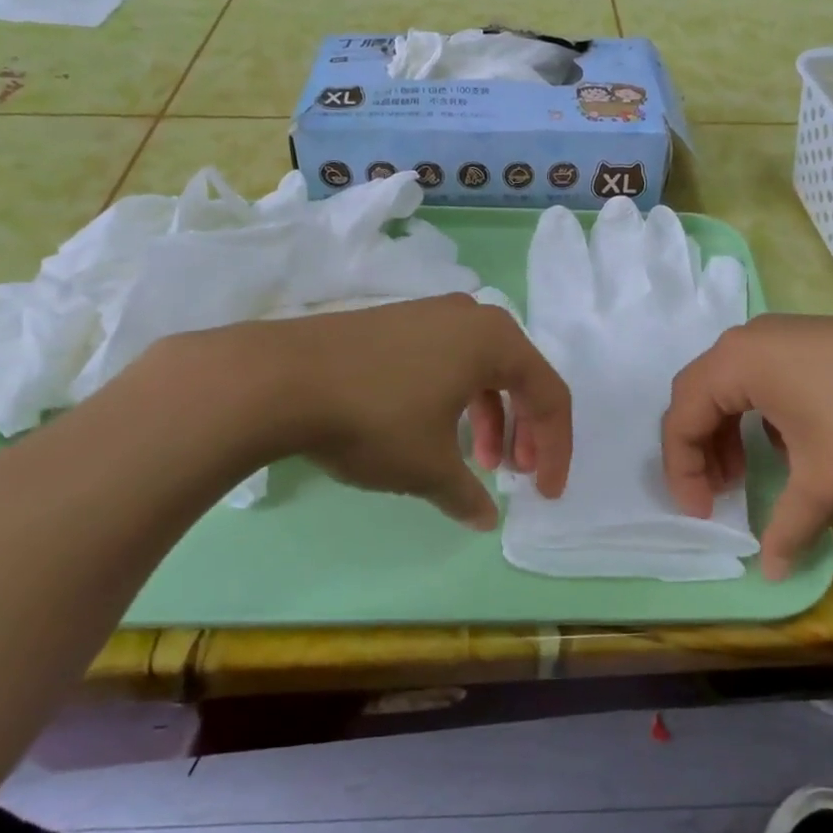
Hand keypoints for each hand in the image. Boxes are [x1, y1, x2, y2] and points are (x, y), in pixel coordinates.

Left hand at [155, 295, 571, 529]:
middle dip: (523, 431)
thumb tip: (485, 518)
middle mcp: (470, 317)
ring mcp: (428, 314)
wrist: (277, 379)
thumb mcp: (428, 466)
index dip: (555, 449)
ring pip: (480, 371)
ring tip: (474, 462)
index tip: (545, 493)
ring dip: (488, 418)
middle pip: (519, 377)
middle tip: (513, 474)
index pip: (549, 395)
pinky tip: (432, 433)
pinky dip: (454, 401)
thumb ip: (467, 494)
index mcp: (496, 340)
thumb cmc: (375, 418)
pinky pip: (446, 362)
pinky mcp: (393, 324)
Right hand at [661, 316, 832, 577]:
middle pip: (700, 395)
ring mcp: (787, 335)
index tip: (703, 515)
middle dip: (700, 450)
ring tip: (747, 474)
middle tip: (718, 494)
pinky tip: (791, 447)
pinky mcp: (817, 340)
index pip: (682, 416)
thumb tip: (772, 574)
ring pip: (733, 386)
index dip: (683, 471)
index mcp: (737, 362)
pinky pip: (765, 378)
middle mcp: (752, 340)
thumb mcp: (825, 480)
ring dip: (729, 433)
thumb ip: (786, 527)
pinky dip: (760, 417)